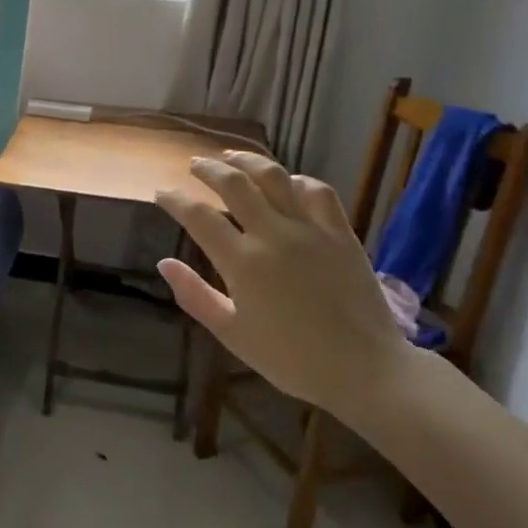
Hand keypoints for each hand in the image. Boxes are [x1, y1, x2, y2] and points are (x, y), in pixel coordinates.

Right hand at [156, 152, 413, 421]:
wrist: (365, 370)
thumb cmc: (292, 359)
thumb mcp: (233, 334)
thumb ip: (195, 296)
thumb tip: (164, 264)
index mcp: (242, 262)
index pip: (198, 216)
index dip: (175, 200)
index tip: (162, 193)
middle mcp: (273, 235)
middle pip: (234, 184)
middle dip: (208, 169)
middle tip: (195, 165)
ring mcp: (310, 230)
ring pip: (274, 177)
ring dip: (248, 161)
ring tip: (232, 157)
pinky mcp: (341, 233)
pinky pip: (317, 192)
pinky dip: (297, 181)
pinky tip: (287, 182)